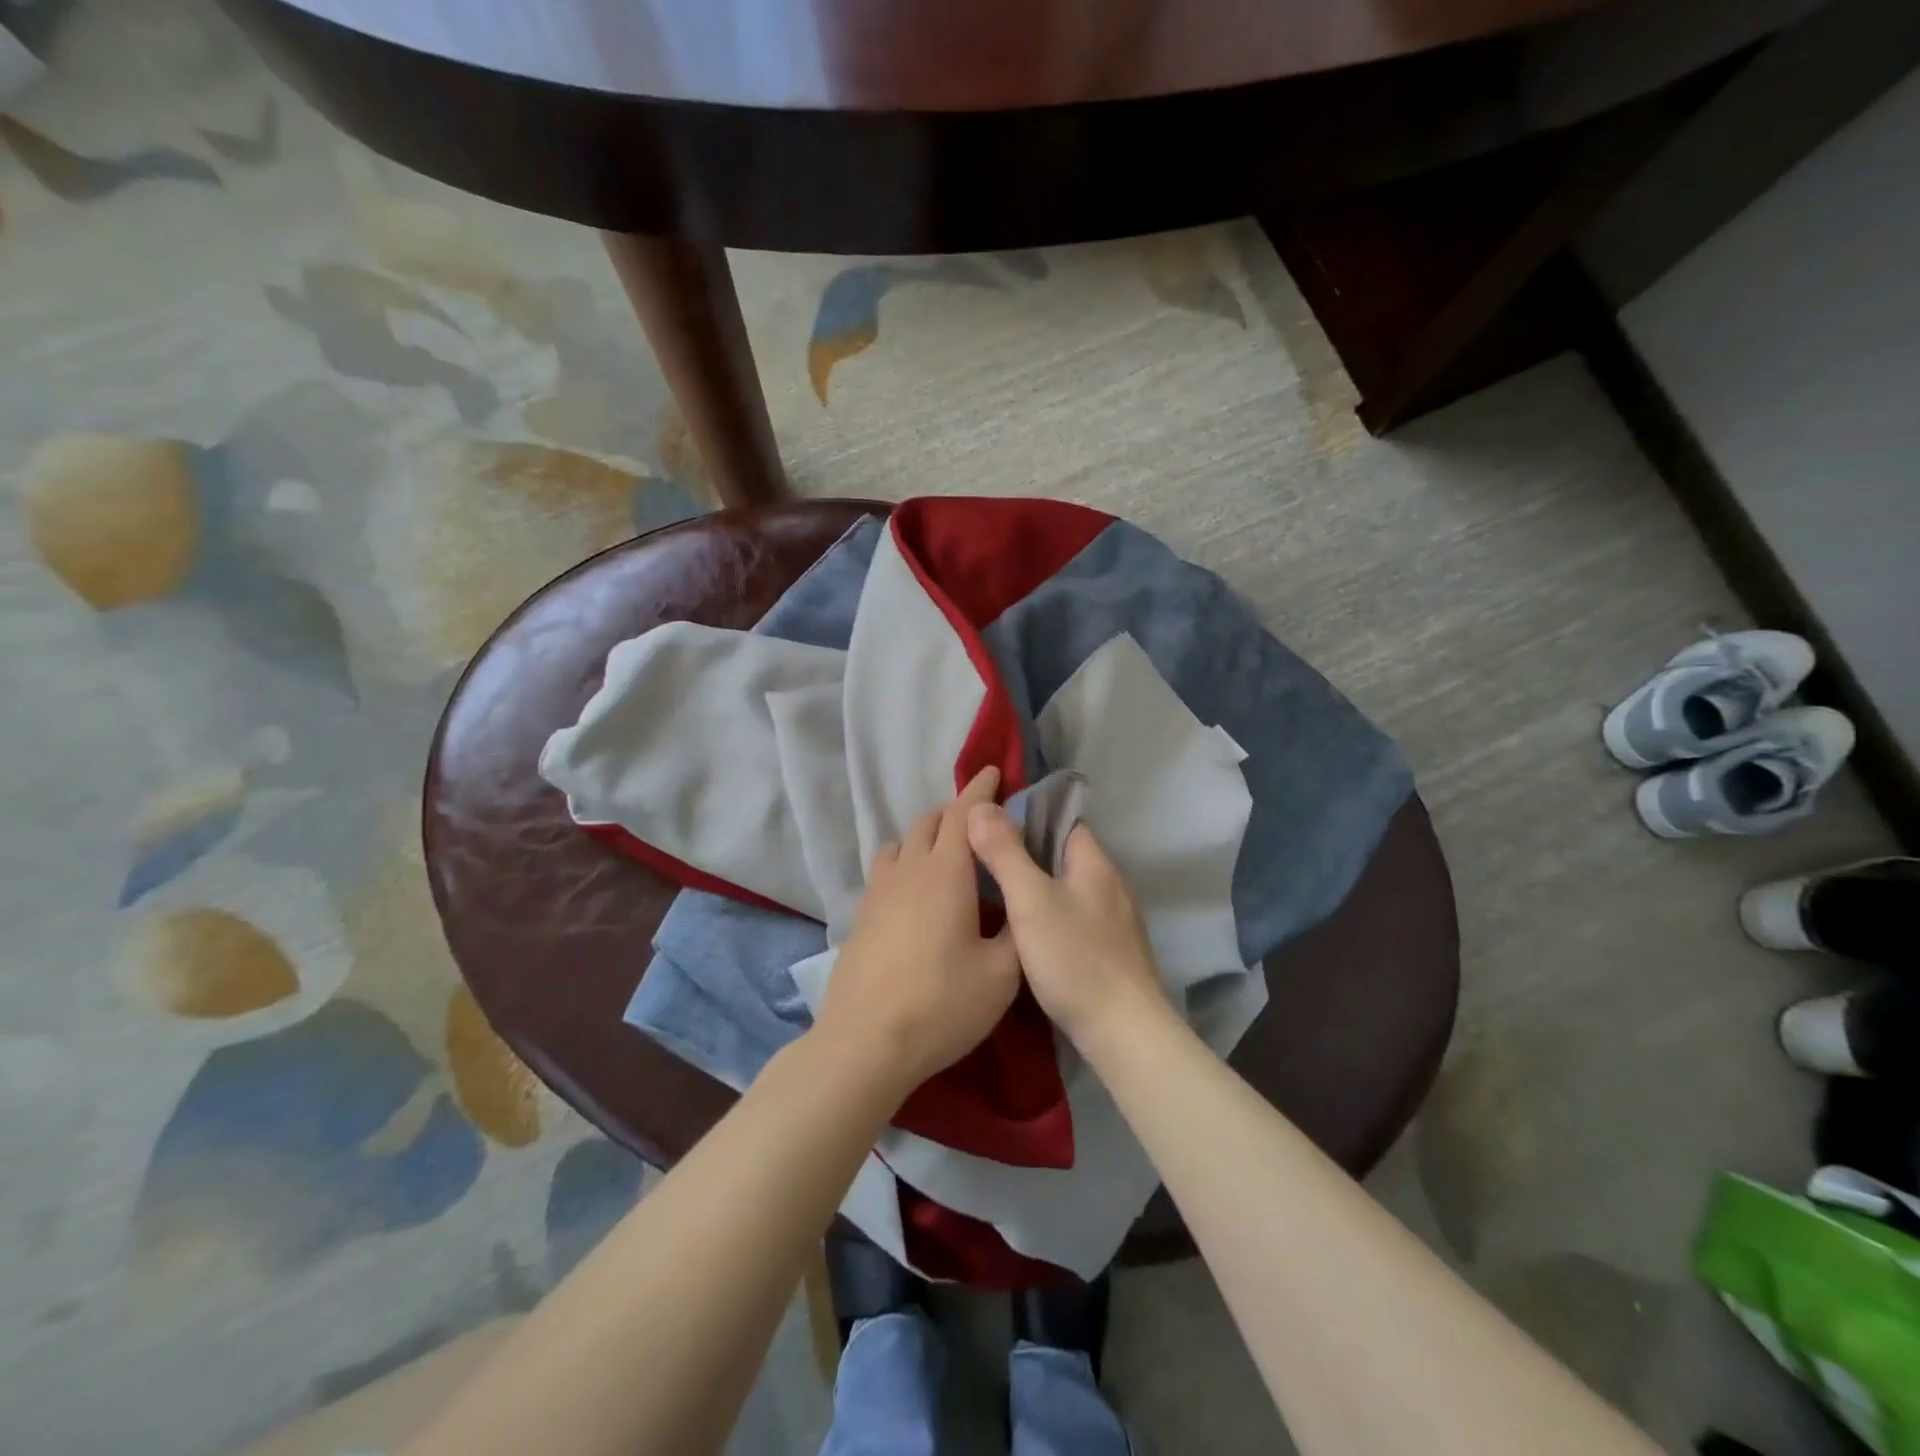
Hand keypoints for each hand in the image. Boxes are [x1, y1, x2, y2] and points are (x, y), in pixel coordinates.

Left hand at [814, 767, 1021, 1094]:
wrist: (866, 1042)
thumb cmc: (942, 1004)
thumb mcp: (1001, 974)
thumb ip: (1016, 931)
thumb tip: (1018, 908)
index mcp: (945, 873)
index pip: (964, 813)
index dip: (980, 788)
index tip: (994, 770)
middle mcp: (908, 870)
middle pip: (928, 821)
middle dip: (955, 813)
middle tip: (980, 827)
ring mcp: (878, 892)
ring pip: (901, 843)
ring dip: (925, 837)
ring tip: (946, 858)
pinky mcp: (860, 916)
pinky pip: (885, 870)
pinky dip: (905, 863)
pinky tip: (916, 895)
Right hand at [966, 803, 1172, 1055]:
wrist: (1123, 1032)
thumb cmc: (1075, 958)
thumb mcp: (1030, 900)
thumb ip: (1005, 853)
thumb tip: (980, 806)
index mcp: (1095, 864)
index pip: (1062, 821)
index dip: (1027, 817)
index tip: (989, 825)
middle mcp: (1110, 885)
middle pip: (1063, 856)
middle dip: (1026, 854)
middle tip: (981, 861)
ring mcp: (1114, 922)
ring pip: (1067, 890)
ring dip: (1036, 888)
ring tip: (994, 896)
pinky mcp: (1111, 953)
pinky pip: (1073, 920)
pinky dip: (1048, 918)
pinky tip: (1024, 935)